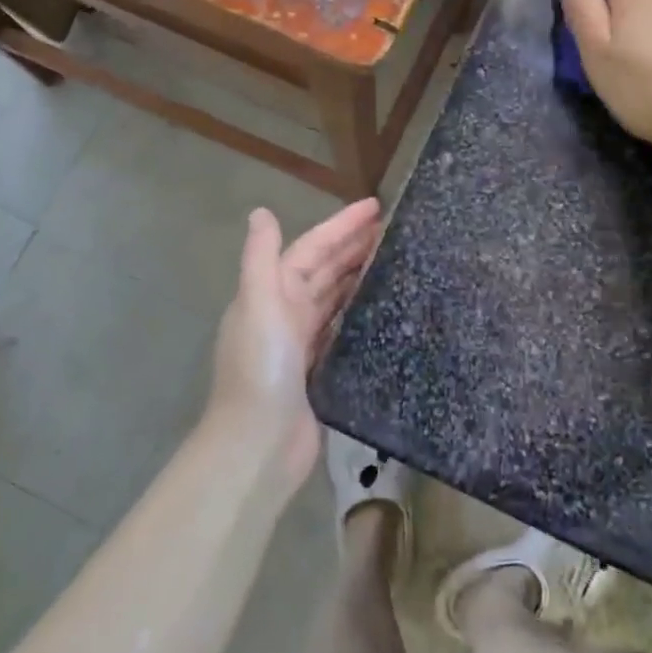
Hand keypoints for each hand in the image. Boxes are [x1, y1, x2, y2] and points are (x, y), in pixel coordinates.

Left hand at [206, 198, 382, 496]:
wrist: (258, 445)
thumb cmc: (260, 369)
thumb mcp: (258, 305)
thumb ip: (260, 258)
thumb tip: (260, 211)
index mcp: (271, 292)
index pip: (311, 248)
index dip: (341, 226)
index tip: (375, 207)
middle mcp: (284, 312)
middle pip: (324, 270)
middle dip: (353, 246)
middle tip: (393, 229)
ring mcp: (301, 343)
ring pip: (334, 298)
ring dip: (358, 276)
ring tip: (393, 259)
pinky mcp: (318, 371)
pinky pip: (341, 329)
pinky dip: (358, 313)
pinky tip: (382, 308)